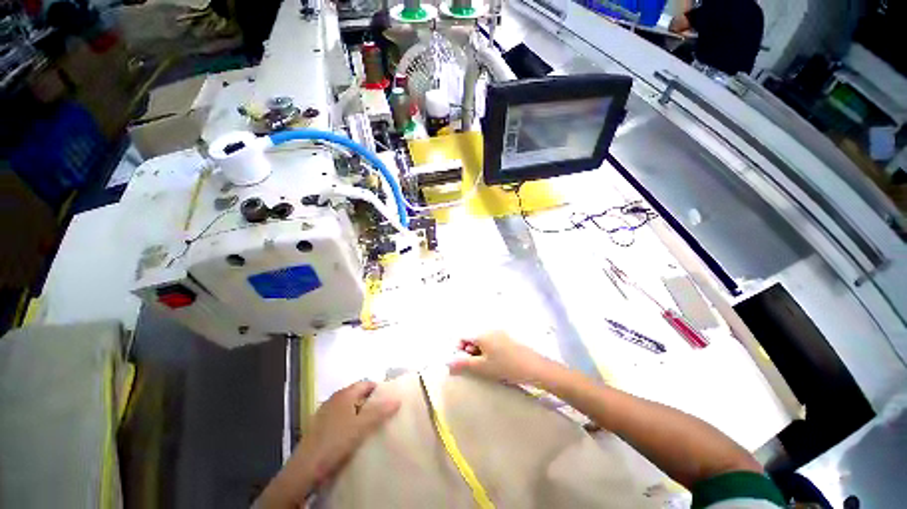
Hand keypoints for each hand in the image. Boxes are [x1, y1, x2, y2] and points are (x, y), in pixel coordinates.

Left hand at [257, 381, 399, 506]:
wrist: (305, 468)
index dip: (379, 389)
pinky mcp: (319, 426)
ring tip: (371, 424)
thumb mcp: (362, 426)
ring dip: (360, 412)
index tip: (389, 399)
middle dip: (370, 401)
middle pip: (357, 394)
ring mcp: (325, 412)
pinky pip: (340, 417)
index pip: (366, 383)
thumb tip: (397, 399)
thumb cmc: (336, 441)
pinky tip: (352, 434)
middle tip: (383, 412)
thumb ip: (380, 411)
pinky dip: (349, 420)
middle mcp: (334, 398)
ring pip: (348, 406)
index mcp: (344, 394)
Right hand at [448, 331, 554, 385]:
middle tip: (476, 366)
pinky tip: (497, 362)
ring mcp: (500, 333)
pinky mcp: (508, 338)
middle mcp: (489, 329)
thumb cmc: (505, 367)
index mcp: (481, 334)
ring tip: (487, 366)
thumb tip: (447, 362)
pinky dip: (490, 351)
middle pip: (473, 338)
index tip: (464, 362)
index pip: (463, 337)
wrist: (533, 367)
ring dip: (480, 352)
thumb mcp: (481, 367)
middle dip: (470, 351)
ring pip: (483, 340)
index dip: (459, 349)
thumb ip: (463, 364)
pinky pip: (493, 342)